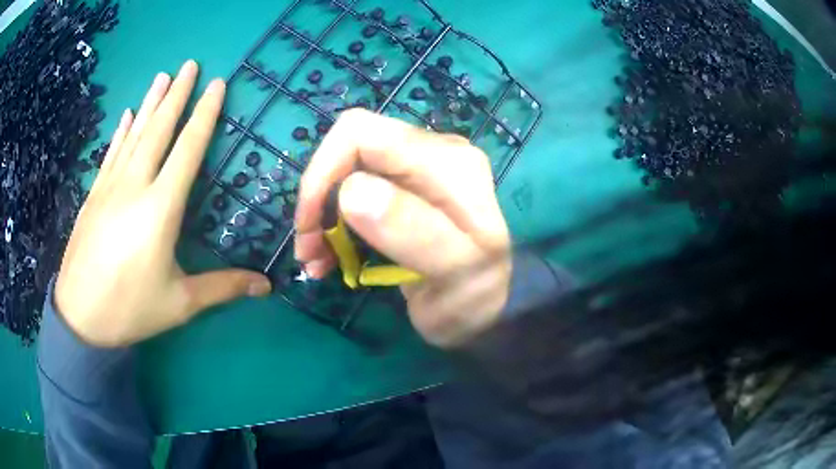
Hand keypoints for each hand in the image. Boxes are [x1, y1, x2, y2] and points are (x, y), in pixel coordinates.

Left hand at [56, 61, 271, 347]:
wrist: (80, 318)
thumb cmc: (131, 310)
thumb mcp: (181, 303)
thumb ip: (223, 288)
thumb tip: (266, 286)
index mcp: (160, 208)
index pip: (188, 149)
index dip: (205, 115)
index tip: (217, 85)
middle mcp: (135, 186)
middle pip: (159, 129)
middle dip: (178, 94)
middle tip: (191, 64)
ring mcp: (110, 187)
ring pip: (134, 134)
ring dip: (150, 102)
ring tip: (163, 76)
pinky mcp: (94, 195)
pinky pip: (111, 153)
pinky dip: (121, 131)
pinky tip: (127, 114)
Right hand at [295, 109, 511, 347]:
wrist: (491, 307)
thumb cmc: (477, 297)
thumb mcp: (455, 274)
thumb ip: (414, 233)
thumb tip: (351, 190)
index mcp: (448, 163)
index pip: (361, 135)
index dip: (322, 173)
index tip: (309, 226)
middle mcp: (434, 152)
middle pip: (349, 149)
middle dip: (318, 198)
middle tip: (309, 250)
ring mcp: (419, 168)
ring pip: (347, 170)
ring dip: (322, 215)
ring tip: (315, 260)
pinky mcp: (407, 188)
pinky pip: (355, 190)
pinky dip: (334, 222)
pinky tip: (328, 256)